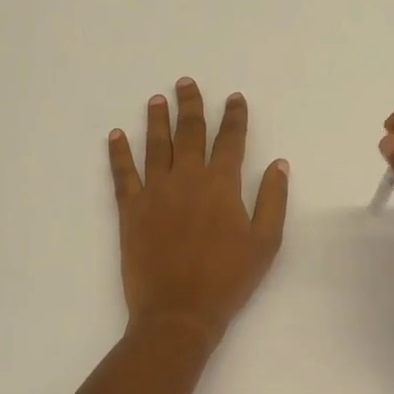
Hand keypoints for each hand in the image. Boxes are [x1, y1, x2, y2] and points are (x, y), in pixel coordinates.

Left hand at [109, 78, 289, 341]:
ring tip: (156, 99)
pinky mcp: (130, 209)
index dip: (234, 117)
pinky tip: (115, 135)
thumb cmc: (228, 279)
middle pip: (189, 132)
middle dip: (191, 105)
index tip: (234, 98)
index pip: (230, 140)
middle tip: (186, 82)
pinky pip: (122, 173)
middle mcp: (187, 178)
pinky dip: (118, 152)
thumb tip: (278, 163)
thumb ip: (273, 199)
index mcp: (222, 185)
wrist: (179, 311)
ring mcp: (155, 191)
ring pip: (155, 145)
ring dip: (157, 120)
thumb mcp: (265, 242)